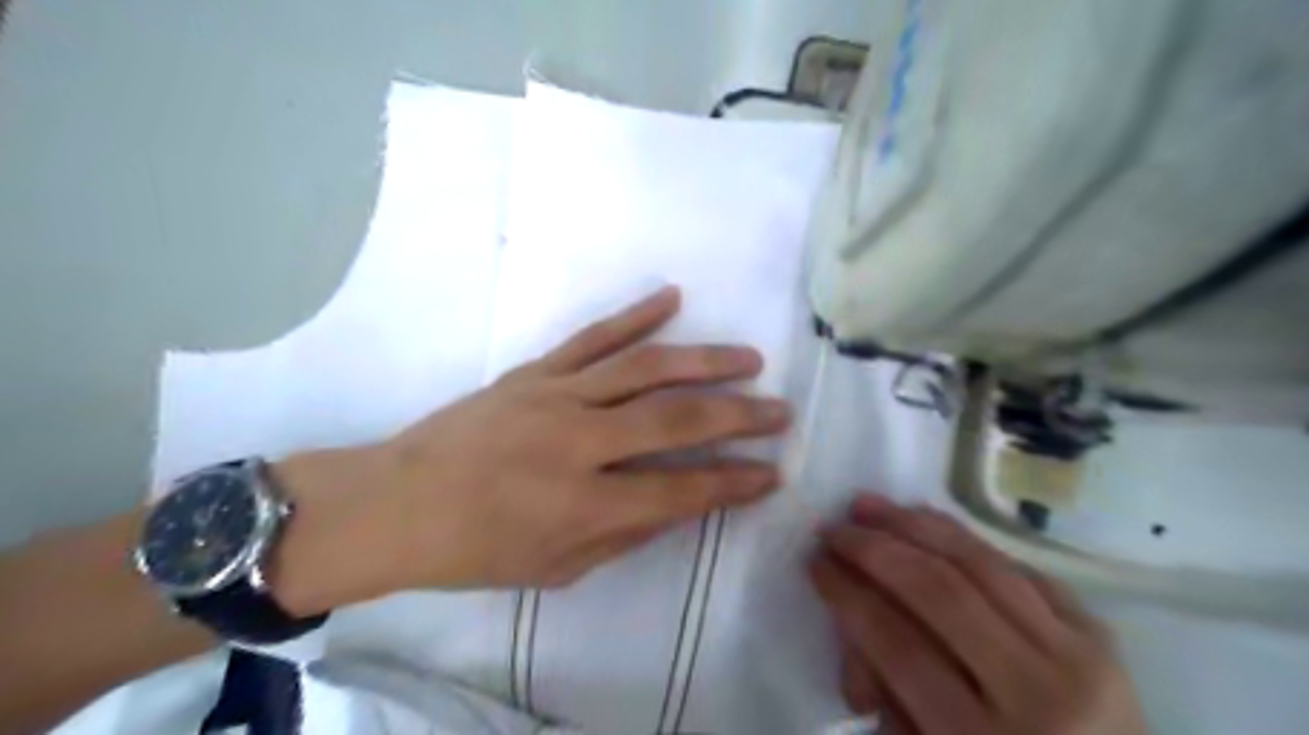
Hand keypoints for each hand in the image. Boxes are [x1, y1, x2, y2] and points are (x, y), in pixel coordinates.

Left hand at [273, 287, 784, 606]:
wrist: (398, 501)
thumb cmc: (478, 549)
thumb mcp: (558, 568)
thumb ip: (627, 534)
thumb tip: (683, 502)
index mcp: (583, 504)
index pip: (682, 490)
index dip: (734, 483)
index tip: (773, 472)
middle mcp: (577, 442)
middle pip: (675, 420)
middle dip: (738, 417)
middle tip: (780, 412)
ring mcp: (556, 395)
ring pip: (645, 367)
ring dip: (704, 361)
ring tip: (749, 358)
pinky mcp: (535, 370)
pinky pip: (593, 337)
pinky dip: (635, 315)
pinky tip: (672, 298)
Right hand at [809, 494, 1148, 734]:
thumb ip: (885, 691)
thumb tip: (853, 620)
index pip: (898, 644)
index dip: (848, 594)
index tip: (816, 562)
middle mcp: (1038, 694)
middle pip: (939, 592)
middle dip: (874, 549)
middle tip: (833, 528)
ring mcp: (1079, 657)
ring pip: (980, 564)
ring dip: (914, 525)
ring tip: (868, 505)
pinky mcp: (1100, 635)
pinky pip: (1017, 567)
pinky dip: (964, 539)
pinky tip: (927, 521)